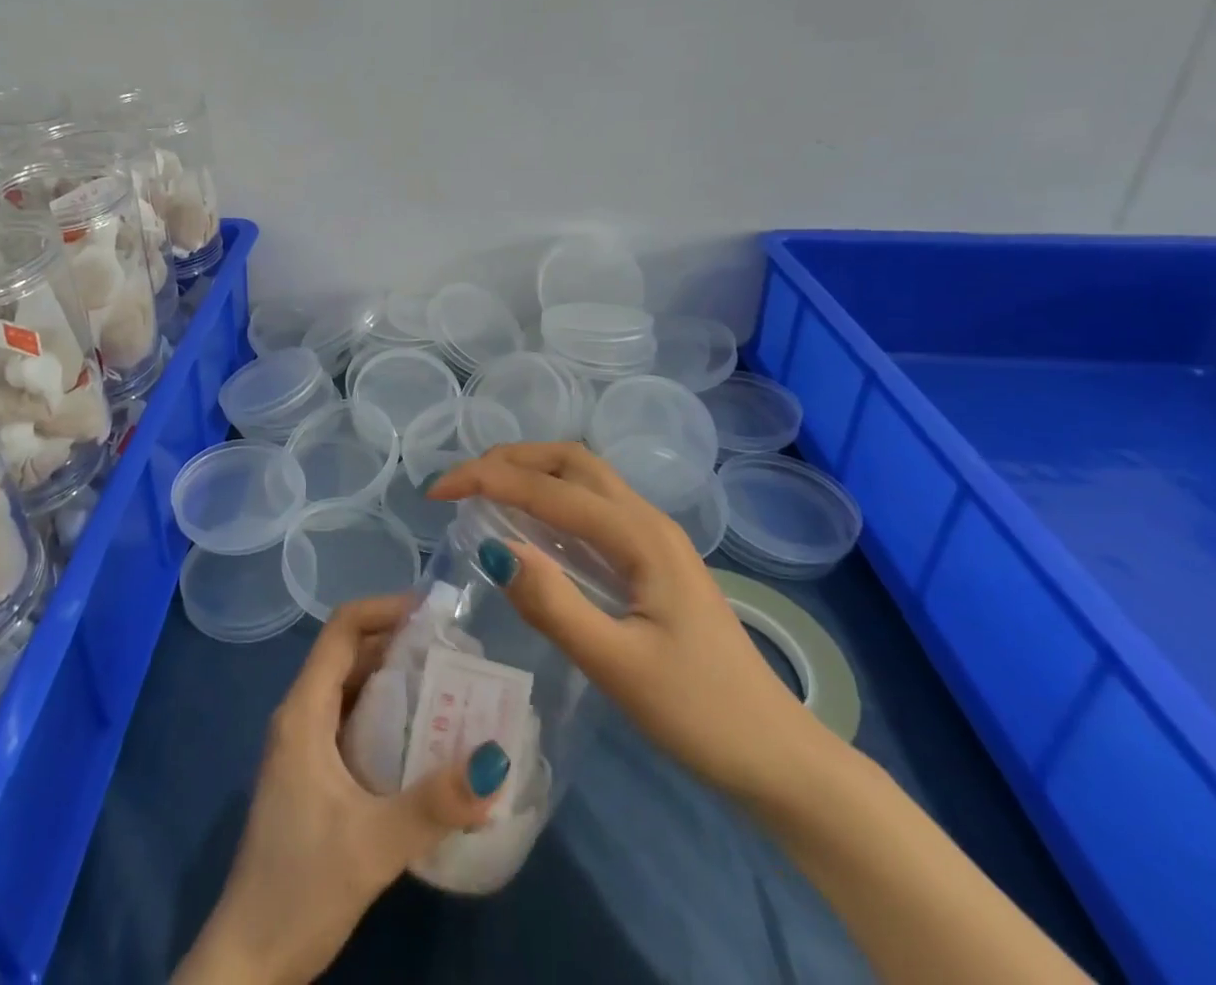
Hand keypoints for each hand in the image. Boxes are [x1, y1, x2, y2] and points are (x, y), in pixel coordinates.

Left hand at [174, 594, 510, 984]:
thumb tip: (496, 760)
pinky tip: (425, 740)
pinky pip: (354, 724)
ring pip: (354, 691)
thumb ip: (434, 803)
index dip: (383, 609)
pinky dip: (389, 717)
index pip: (341, 630)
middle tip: (457, 651)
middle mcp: (302, 716)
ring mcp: (305, 747)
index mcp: (304, 711)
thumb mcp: (374, 844)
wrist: (249, 960)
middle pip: (351, 655)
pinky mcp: (314, 776)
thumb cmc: (301, 886)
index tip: (433, 612)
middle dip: (401, 645)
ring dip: (397, 682)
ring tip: (452, 687)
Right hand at [426, 442, 833, 802]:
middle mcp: (647, 520)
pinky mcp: (654, 559)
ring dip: (532, 472)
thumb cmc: (699, 713)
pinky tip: (532, 527)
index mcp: (640, 536)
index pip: (550, 489)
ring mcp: (654, 537)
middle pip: (571, 461)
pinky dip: (552, 498)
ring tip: (485, 492)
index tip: (438, 493)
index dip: (488, 481)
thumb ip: (553, 604)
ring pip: (585, 478)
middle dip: (511, 459)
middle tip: (462, 482)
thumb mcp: (617, 666)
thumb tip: (492, 548)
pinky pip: (594, 507)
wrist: (778, 756)